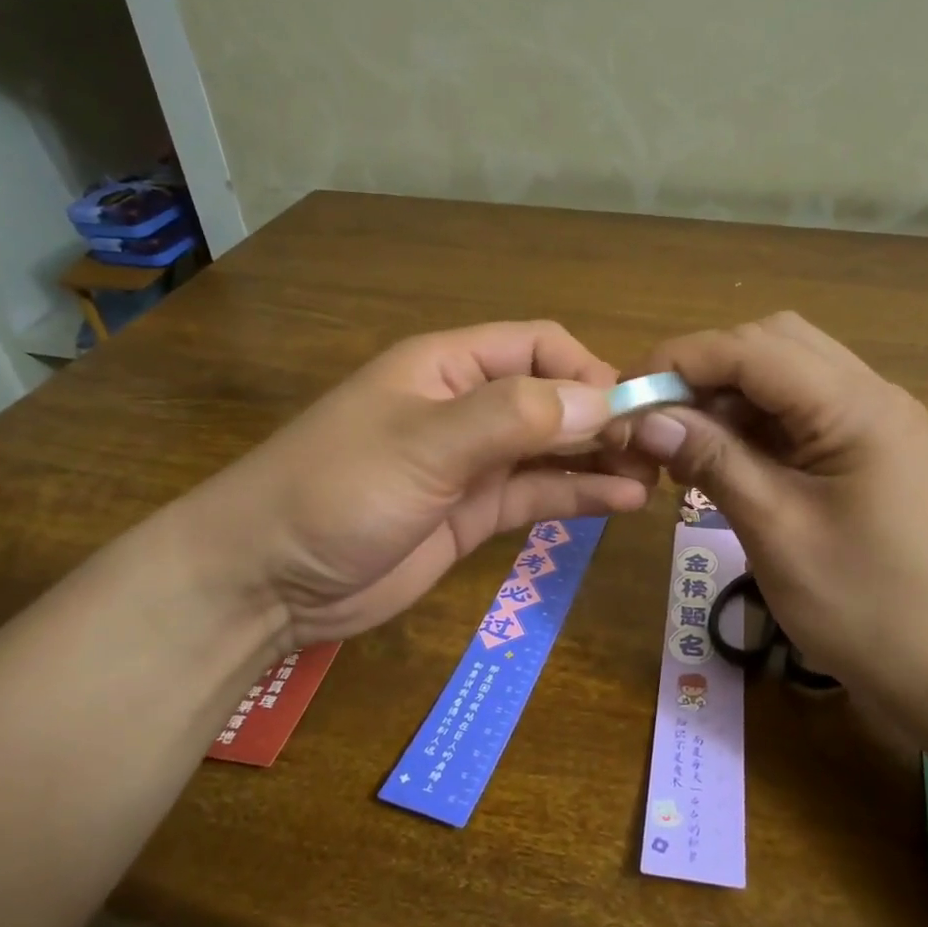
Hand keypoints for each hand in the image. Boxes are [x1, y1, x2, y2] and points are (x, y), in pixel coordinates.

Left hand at [168, 321, 656, 647]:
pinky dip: (579, 494)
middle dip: (606, 416)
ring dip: (601, 457)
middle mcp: (466, 407)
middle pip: (553, 397)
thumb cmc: (338, 491)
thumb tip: (603, 398)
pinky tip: (623, 501)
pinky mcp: (473, 514)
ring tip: (656, 476)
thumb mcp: (425, 444)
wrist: (267, 579)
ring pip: (552, 449)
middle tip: (660, 450)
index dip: (590, 370)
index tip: (634, 409)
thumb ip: (514, 417)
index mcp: (448, 366)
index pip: (539, 347)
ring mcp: (471, 464)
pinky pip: (537, 494)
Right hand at [629, 312, 927, 729]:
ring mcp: (878, 425)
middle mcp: (873, 397)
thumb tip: (645, 418)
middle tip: (659, 422)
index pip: (753, 348)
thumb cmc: (868, 609)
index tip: (628, 396)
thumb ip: (713, 461)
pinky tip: (725, 465)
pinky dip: (757, 428)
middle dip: (707, 372)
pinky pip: (804, 416)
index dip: (682, 360)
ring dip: (730, 400)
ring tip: (683, 449)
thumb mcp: (777, 531)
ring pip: (788, 378)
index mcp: (857, 407)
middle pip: (774, 346)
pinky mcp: (874, 454)